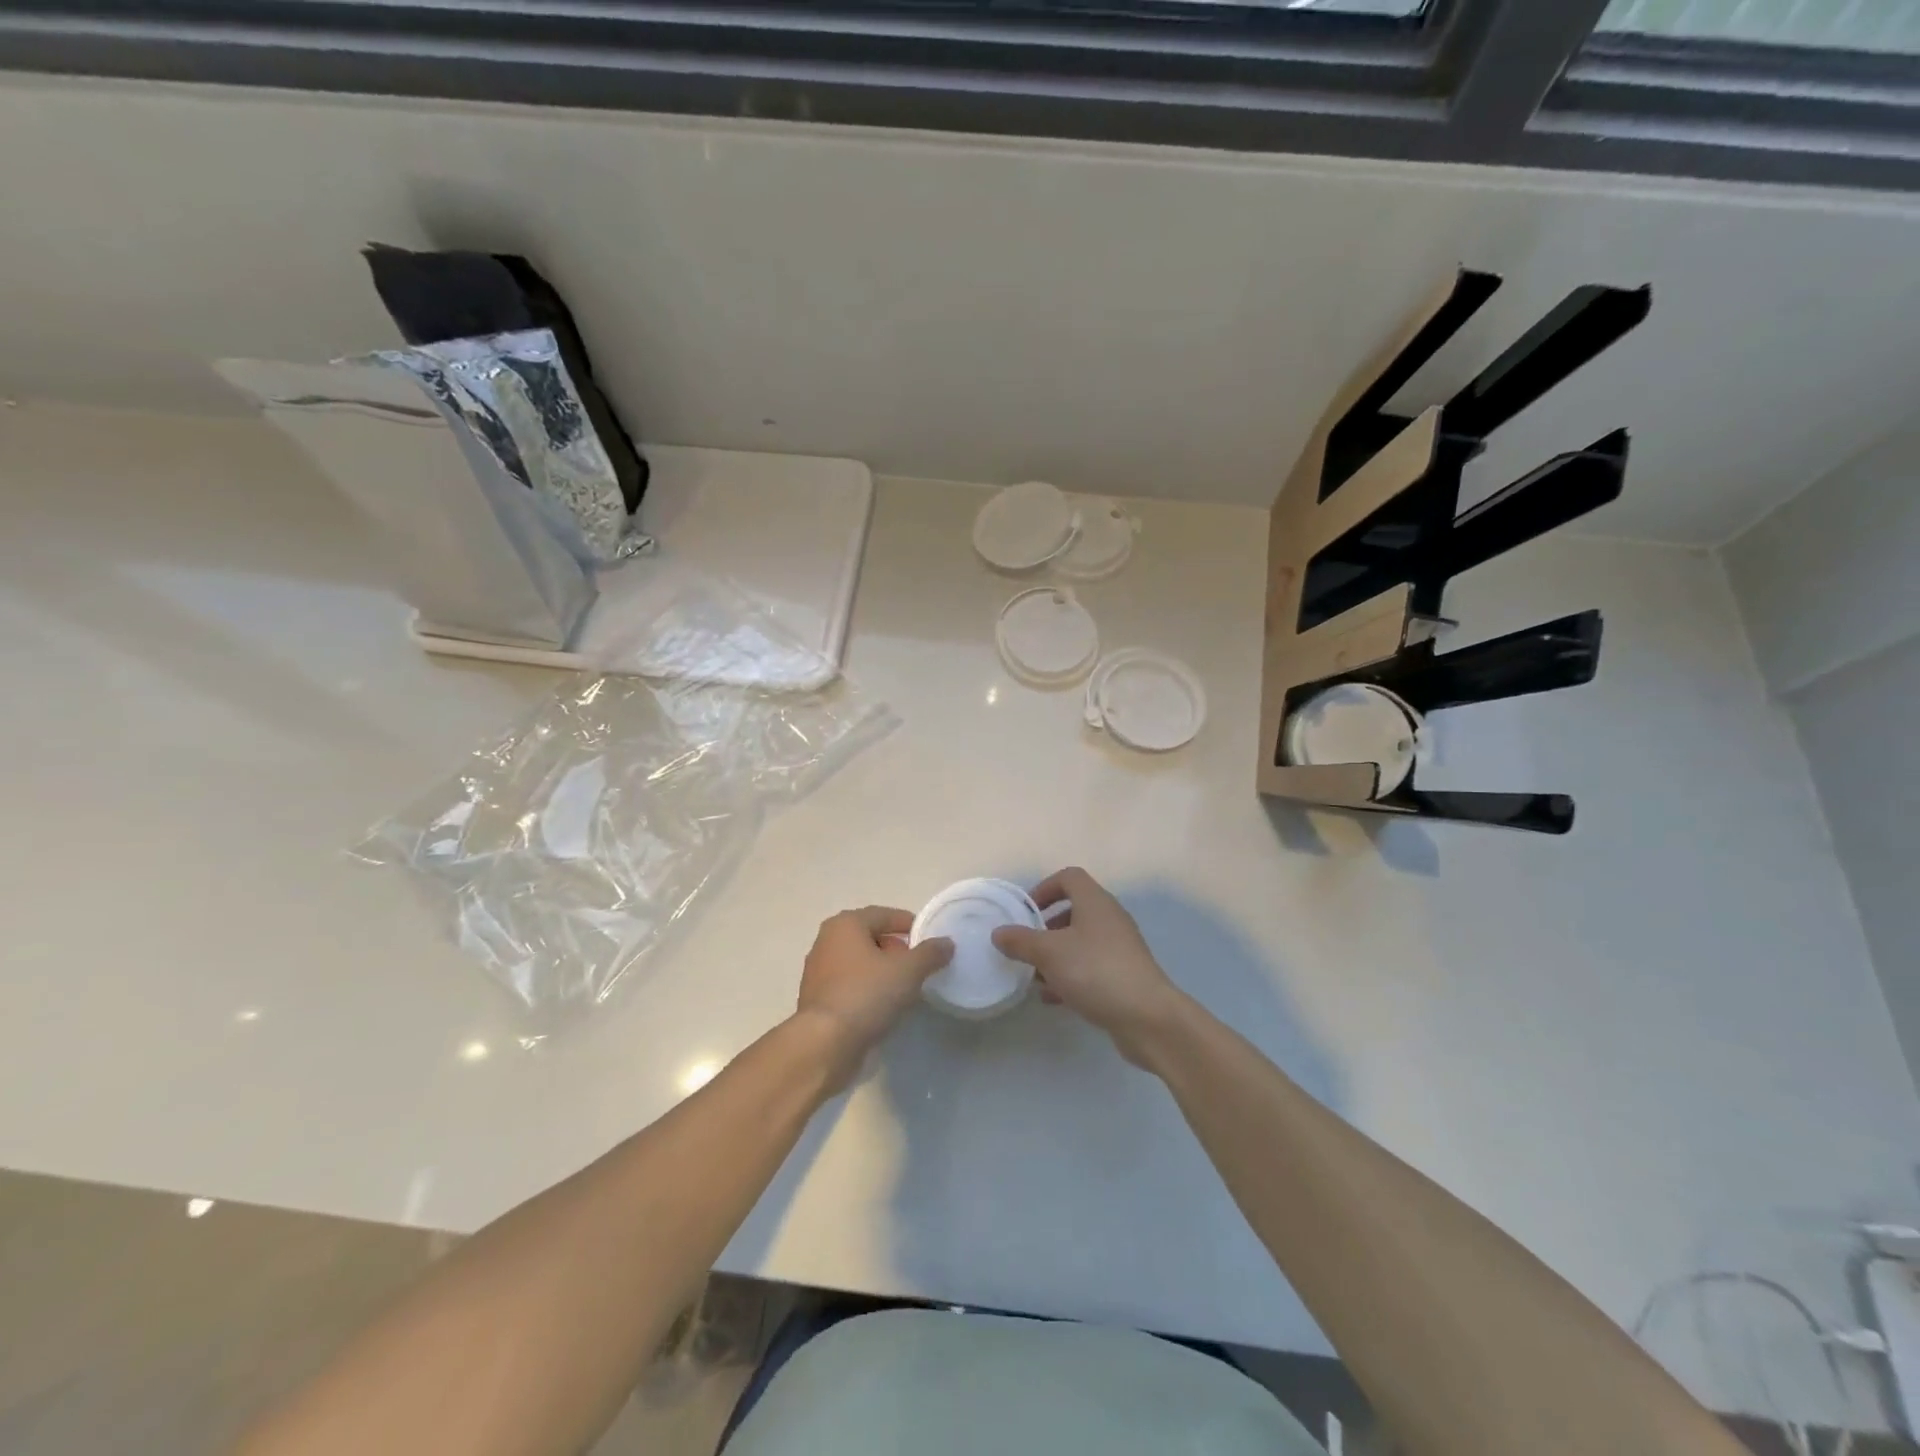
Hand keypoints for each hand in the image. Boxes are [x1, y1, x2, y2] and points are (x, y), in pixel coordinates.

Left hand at [795, 906, 951, 1079]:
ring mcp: (818, 972)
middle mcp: (826, 941)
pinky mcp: (817, 1000)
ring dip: (881, 971)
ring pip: (858, 963)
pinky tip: (883, 1006)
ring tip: (905, 988)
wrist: (825, 1044)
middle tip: (919, 966)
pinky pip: (849, 985)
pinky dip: (867, 989)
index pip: (883, 915)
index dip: (909, 924)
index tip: (929, 939)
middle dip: (896, 949)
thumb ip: (930, 953)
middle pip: (870, 938)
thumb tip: (946, 942)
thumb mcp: (908, 971)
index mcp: (845, 924)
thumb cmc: (866, 994)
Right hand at [991, 868, 1185, 1067]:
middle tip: (1026, 946)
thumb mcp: (1049, 953)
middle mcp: (1110, 919)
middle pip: (1074, 911)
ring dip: (1056, 956)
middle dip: (1046, 928)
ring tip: (1034, 976)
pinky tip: (1053, 999)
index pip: (1069, 878)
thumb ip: (1021, 941)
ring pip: (1080, 943)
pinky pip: (1090, 968)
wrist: (1148, 1017)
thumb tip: (998, 932)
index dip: (1044, 888)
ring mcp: (1119, 949)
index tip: (1025, 912)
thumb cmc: (1095, 971)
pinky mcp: (1123, 976)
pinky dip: (1070, 977)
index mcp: (1095, 902)